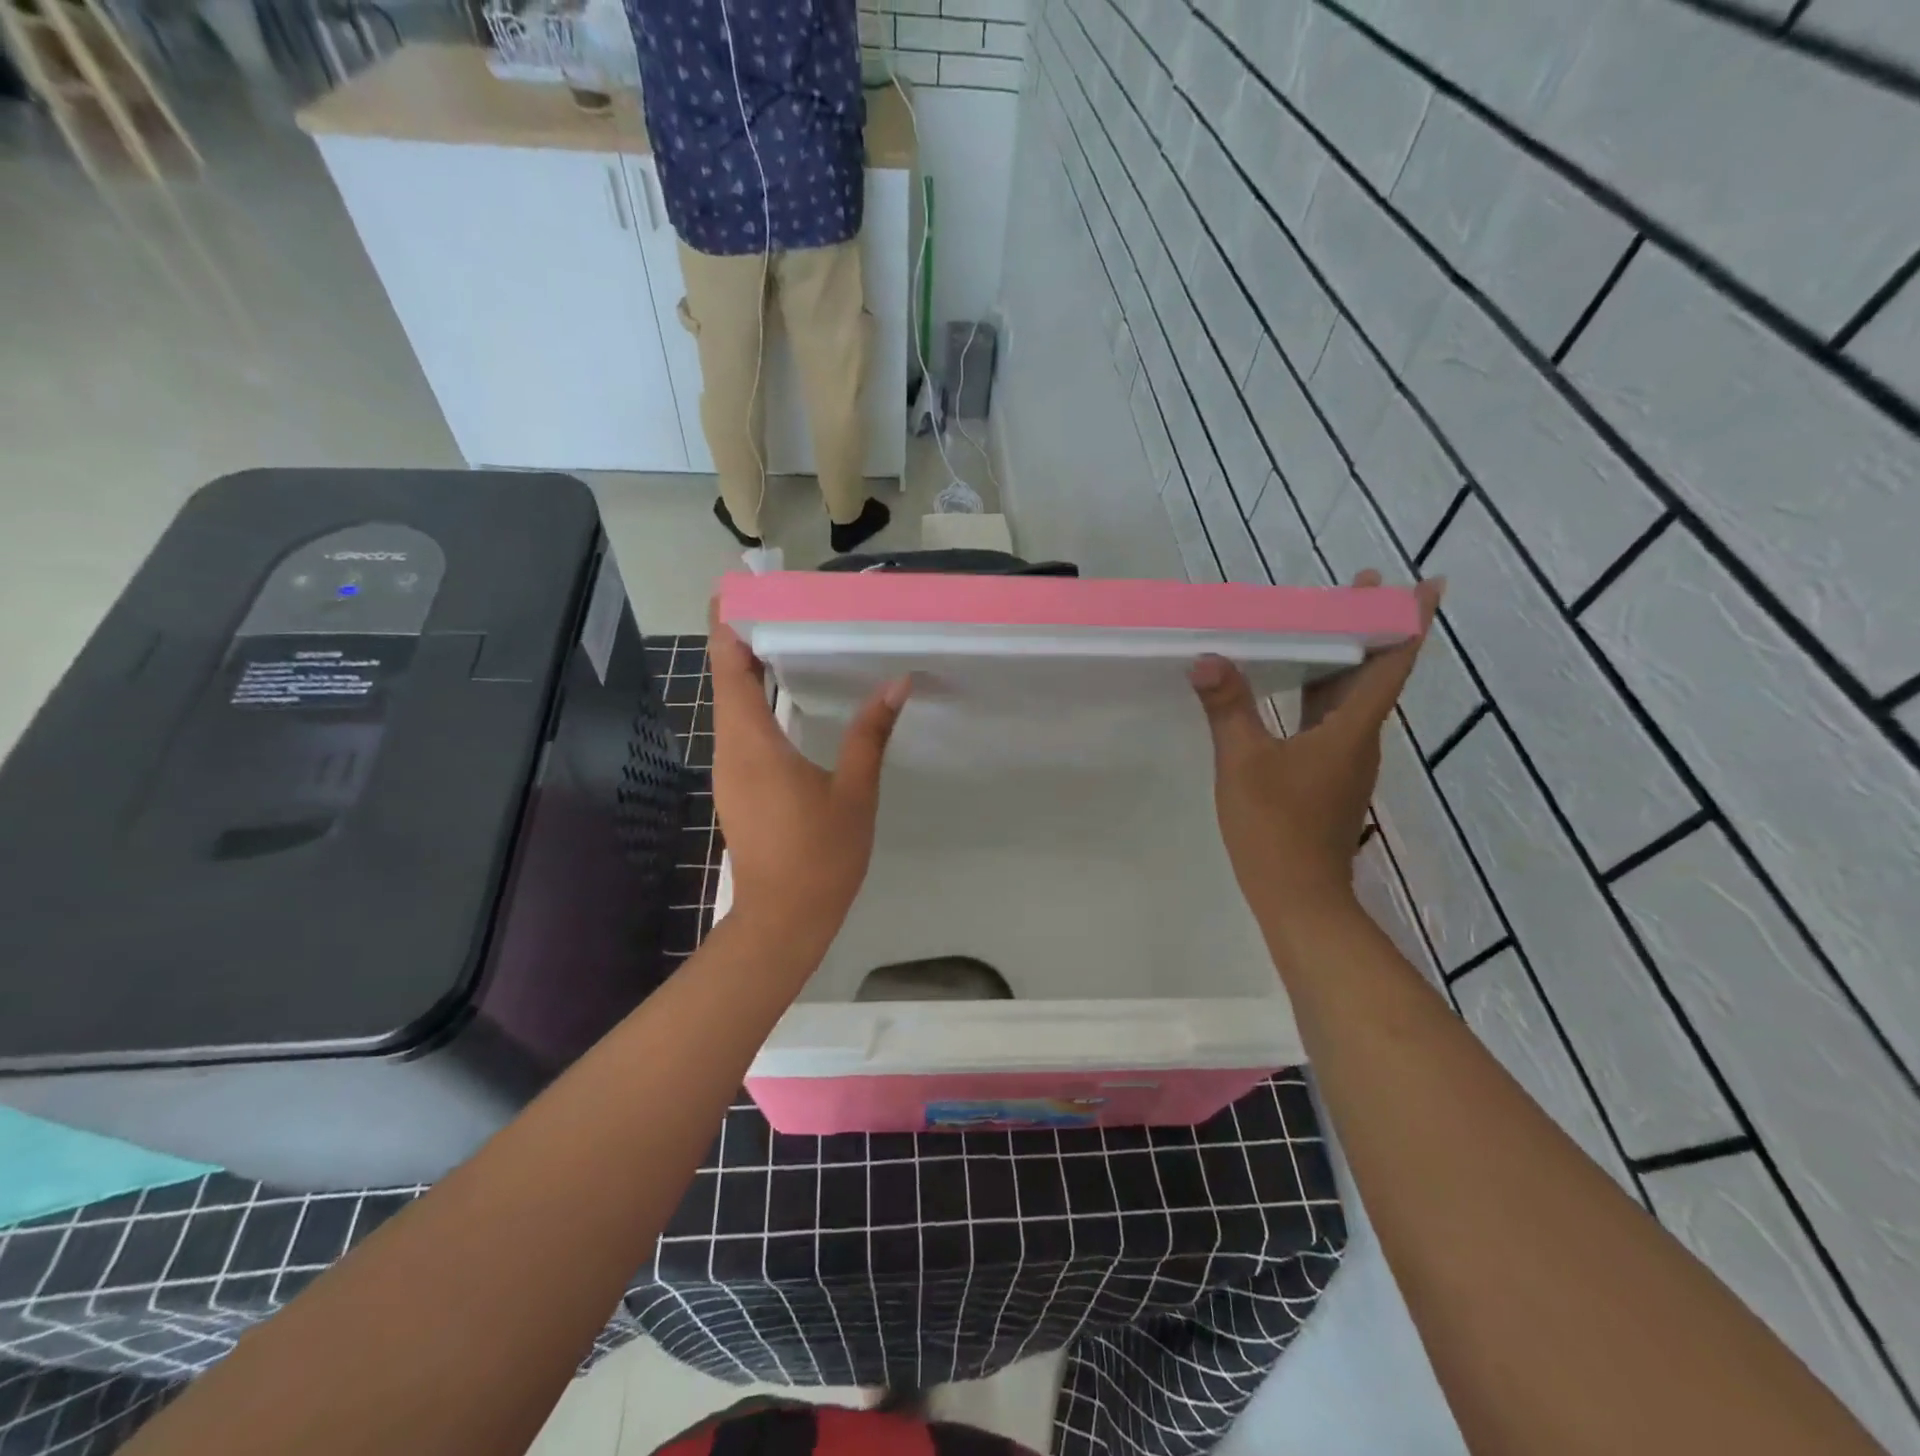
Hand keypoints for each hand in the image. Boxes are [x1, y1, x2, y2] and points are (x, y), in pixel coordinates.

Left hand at [707, 602, 910, 942]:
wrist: (784, 918)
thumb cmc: (819, 855)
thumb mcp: (853, 791)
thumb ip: (870, 734)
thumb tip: (896, 683)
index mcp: (752, 742)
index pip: (729, 668)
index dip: (727, 623)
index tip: (738, 587)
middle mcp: (731, 749)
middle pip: (726, 679)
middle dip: (741, 636)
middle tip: (775, 599)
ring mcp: (730, 769)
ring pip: (732, 704)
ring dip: (749, 668)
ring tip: (784, 633)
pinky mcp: (739, 786)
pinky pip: (741, 727)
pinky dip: (756, 699)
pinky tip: (785, 692)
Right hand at [1189, 570, 1442, 919]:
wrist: (1299, 897)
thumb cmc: (1276, 826)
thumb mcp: (1243, 762)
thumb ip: (1228, 708)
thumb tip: (1208, 658)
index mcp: (1353, 729)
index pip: (1391, 664)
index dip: (1410, 621)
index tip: (1427, 583)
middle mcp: (1360, 740)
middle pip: (1374, 673)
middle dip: (1368, 627)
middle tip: (1356, 586)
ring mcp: (1346, 762)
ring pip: (1353, 698)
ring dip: (1343, 659)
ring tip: (1321, 625)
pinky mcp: (1328, 779)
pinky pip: (1332, 721)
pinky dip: (1321, 692)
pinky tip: (1294, 687)